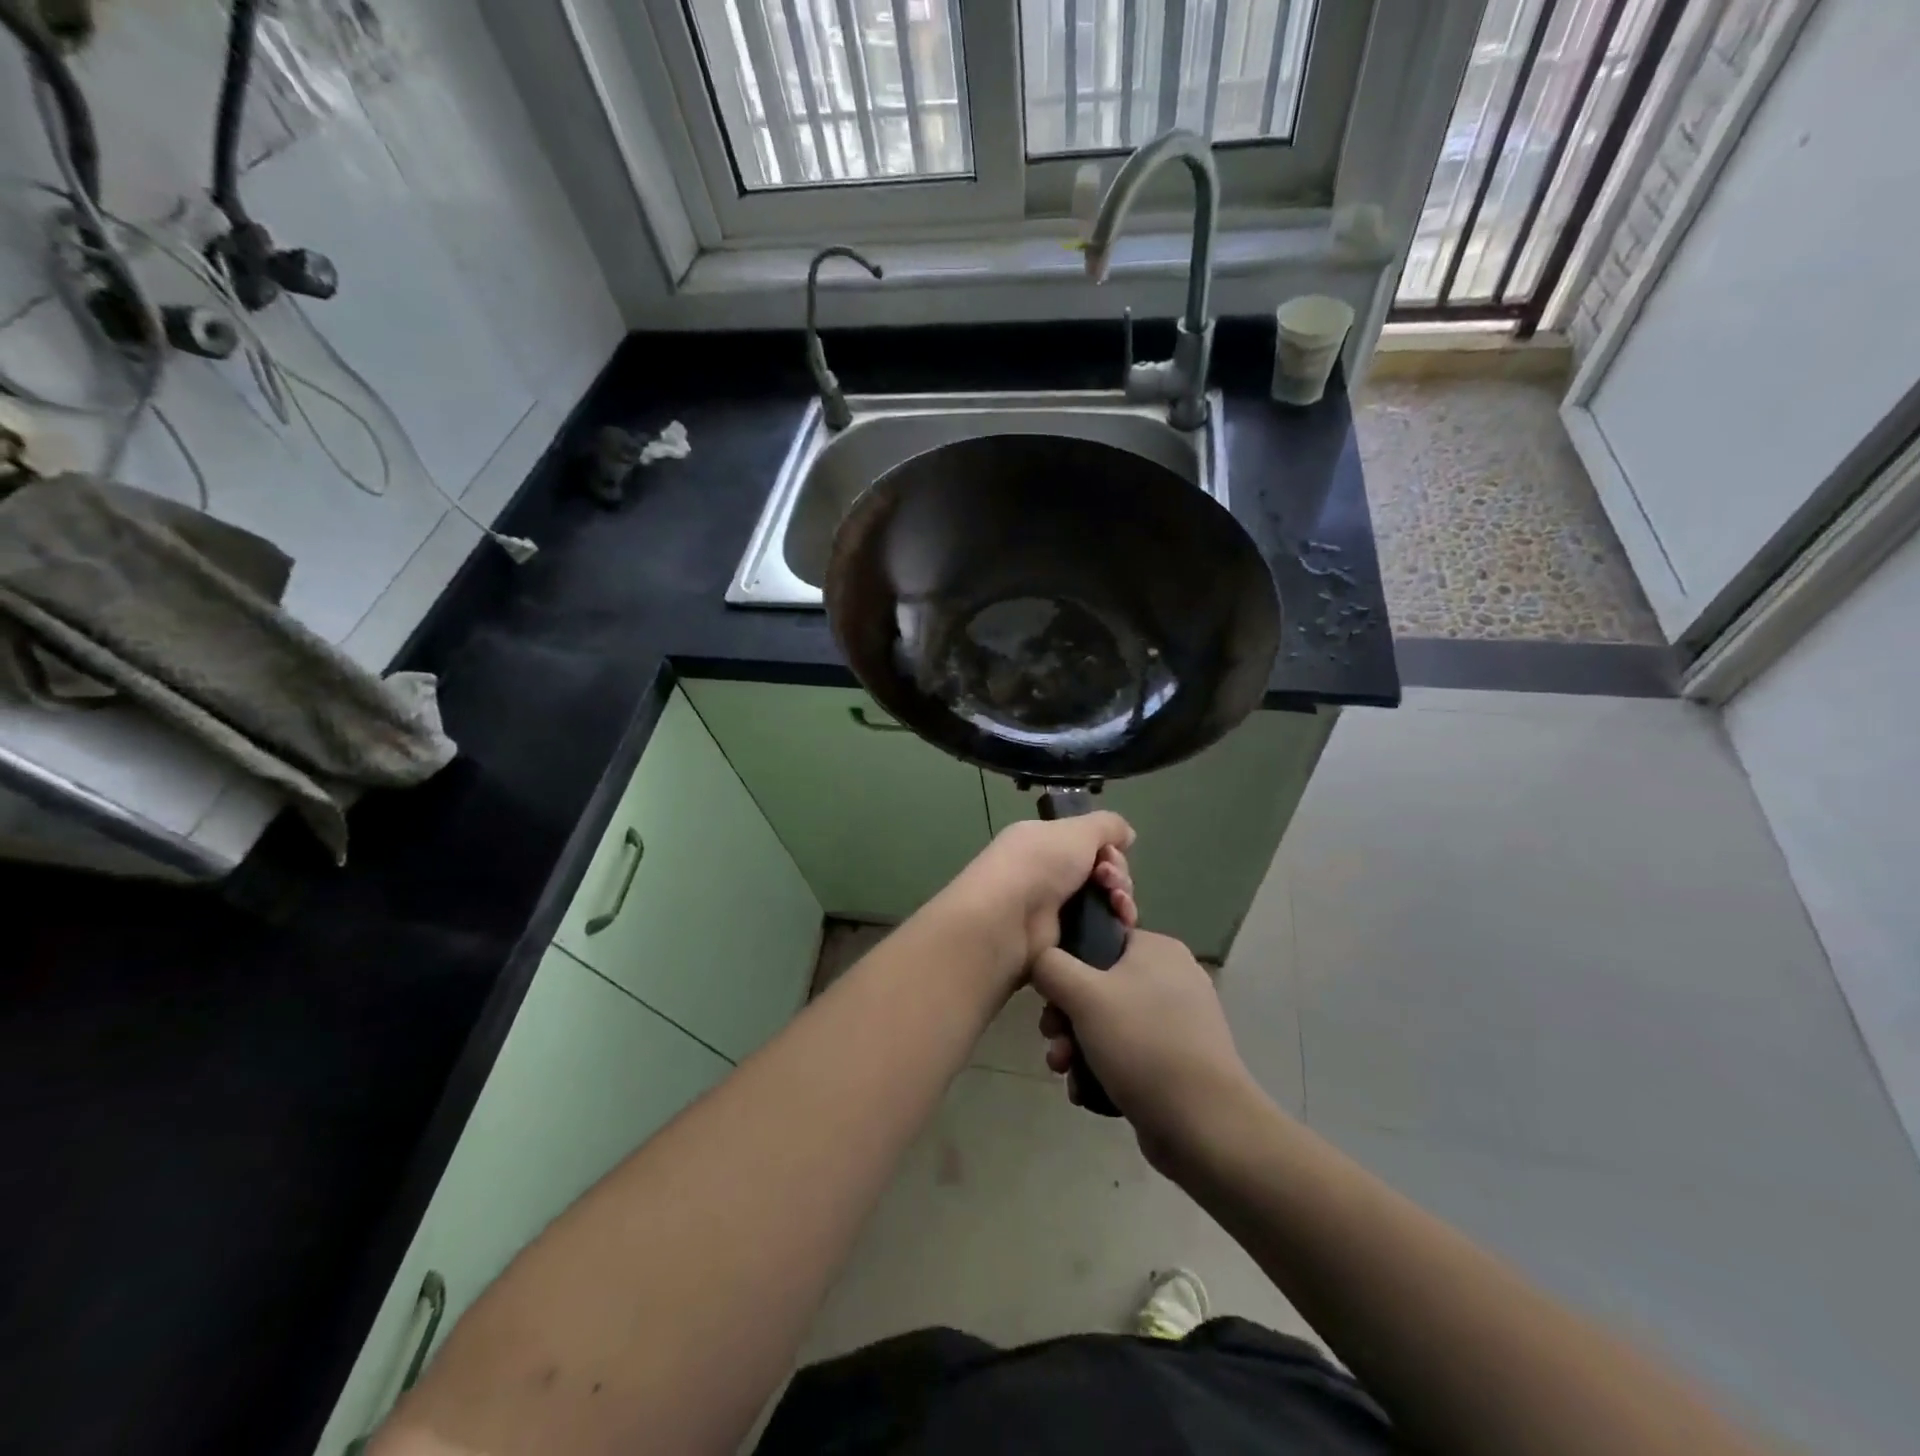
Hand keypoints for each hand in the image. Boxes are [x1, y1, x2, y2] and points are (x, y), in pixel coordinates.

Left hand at [938, 813, 1137, 982]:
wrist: (1008, 918)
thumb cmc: (1039, 863)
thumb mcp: (1076, 830)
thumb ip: (1106, 825)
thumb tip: (1126, 834)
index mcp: (1042, 842)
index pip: (1086, 842)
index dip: (1107, 846)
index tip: (1111, 853)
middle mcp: (1046, 873)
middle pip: (1099, 872)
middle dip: (1116, 873)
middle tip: (1109, 879)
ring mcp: (1053, 909)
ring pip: (1104, 901)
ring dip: (1120, 898)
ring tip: (1117, 901)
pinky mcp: (1062, 941)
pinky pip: (1100, 929)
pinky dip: (1116, 923)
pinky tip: (1122, 921)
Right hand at [1032, 930, 1258, 1169]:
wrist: (1203, 1124)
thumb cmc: (1141, 1044)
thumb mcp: (1083, 995)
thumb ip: (1050, 965)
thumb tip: (1040, 957)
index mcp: (1157, 948)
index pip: (1098, 938)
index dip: (1065, 965)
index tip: (1048, 997)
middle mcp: (1172, 976)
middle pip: (1098, 984)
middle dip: (1066, 1016)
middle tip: (1052, 1039)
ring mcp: (1177, 1020)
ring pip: (1108, 1021)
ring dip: (1077, 1044)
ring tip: (1064, 1070)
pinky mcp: (1177, 1058)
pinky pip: (1127, 1051)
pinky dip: (1102, 1065)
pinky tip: (1084, 1088)